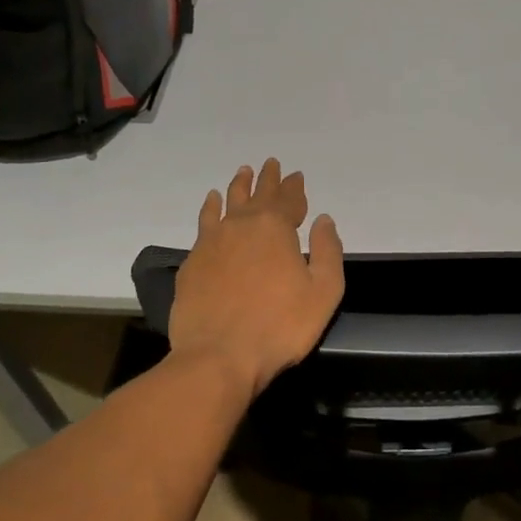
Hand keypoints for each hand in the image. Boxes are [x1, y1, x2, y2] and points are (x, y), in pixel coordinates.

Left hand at [168, 158, 343, 401]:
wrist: (218, 356)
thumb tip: (324, 220)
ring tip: (242, 172)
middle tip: (270, 163)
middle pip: (257, 195)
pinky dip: (211, 208)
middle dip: (267, 179)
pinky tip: (212, 203)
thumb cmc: (280, 326)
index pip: (288, 199)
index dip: (294, 187)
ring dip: (237, 186)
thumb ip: (328, 252)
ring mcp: (212, 242)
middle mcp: (241, 226)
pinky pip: (204, 223)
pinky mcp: (192, 262)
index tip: (296, 176)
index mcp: (275, 229)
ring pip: (227, 203)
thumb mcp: (323, 292)